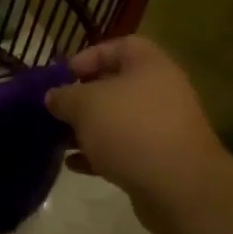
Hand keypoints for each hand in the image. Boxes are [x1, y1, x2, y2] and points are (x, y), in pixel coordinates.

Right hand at [45, 37, 230, 233]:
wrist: (179, 187)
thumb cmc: (130, 129)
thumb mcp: (85, 105)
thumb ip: (64, 96)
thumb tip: (53, 97)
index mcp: (150, 66)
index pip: (120, 46)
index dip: (90, 56)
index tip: (64, 75)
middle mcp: (161, 92)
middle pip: (117, 86)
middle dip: (84, 98)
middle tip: (58, 109)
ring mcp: (163, 128)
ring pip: (118, 120)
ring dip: (88, 129)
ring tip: (60, 140)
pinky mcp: (160, 160)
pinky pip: (124, 149)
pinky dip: (99, 154)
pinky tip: (74, 165)